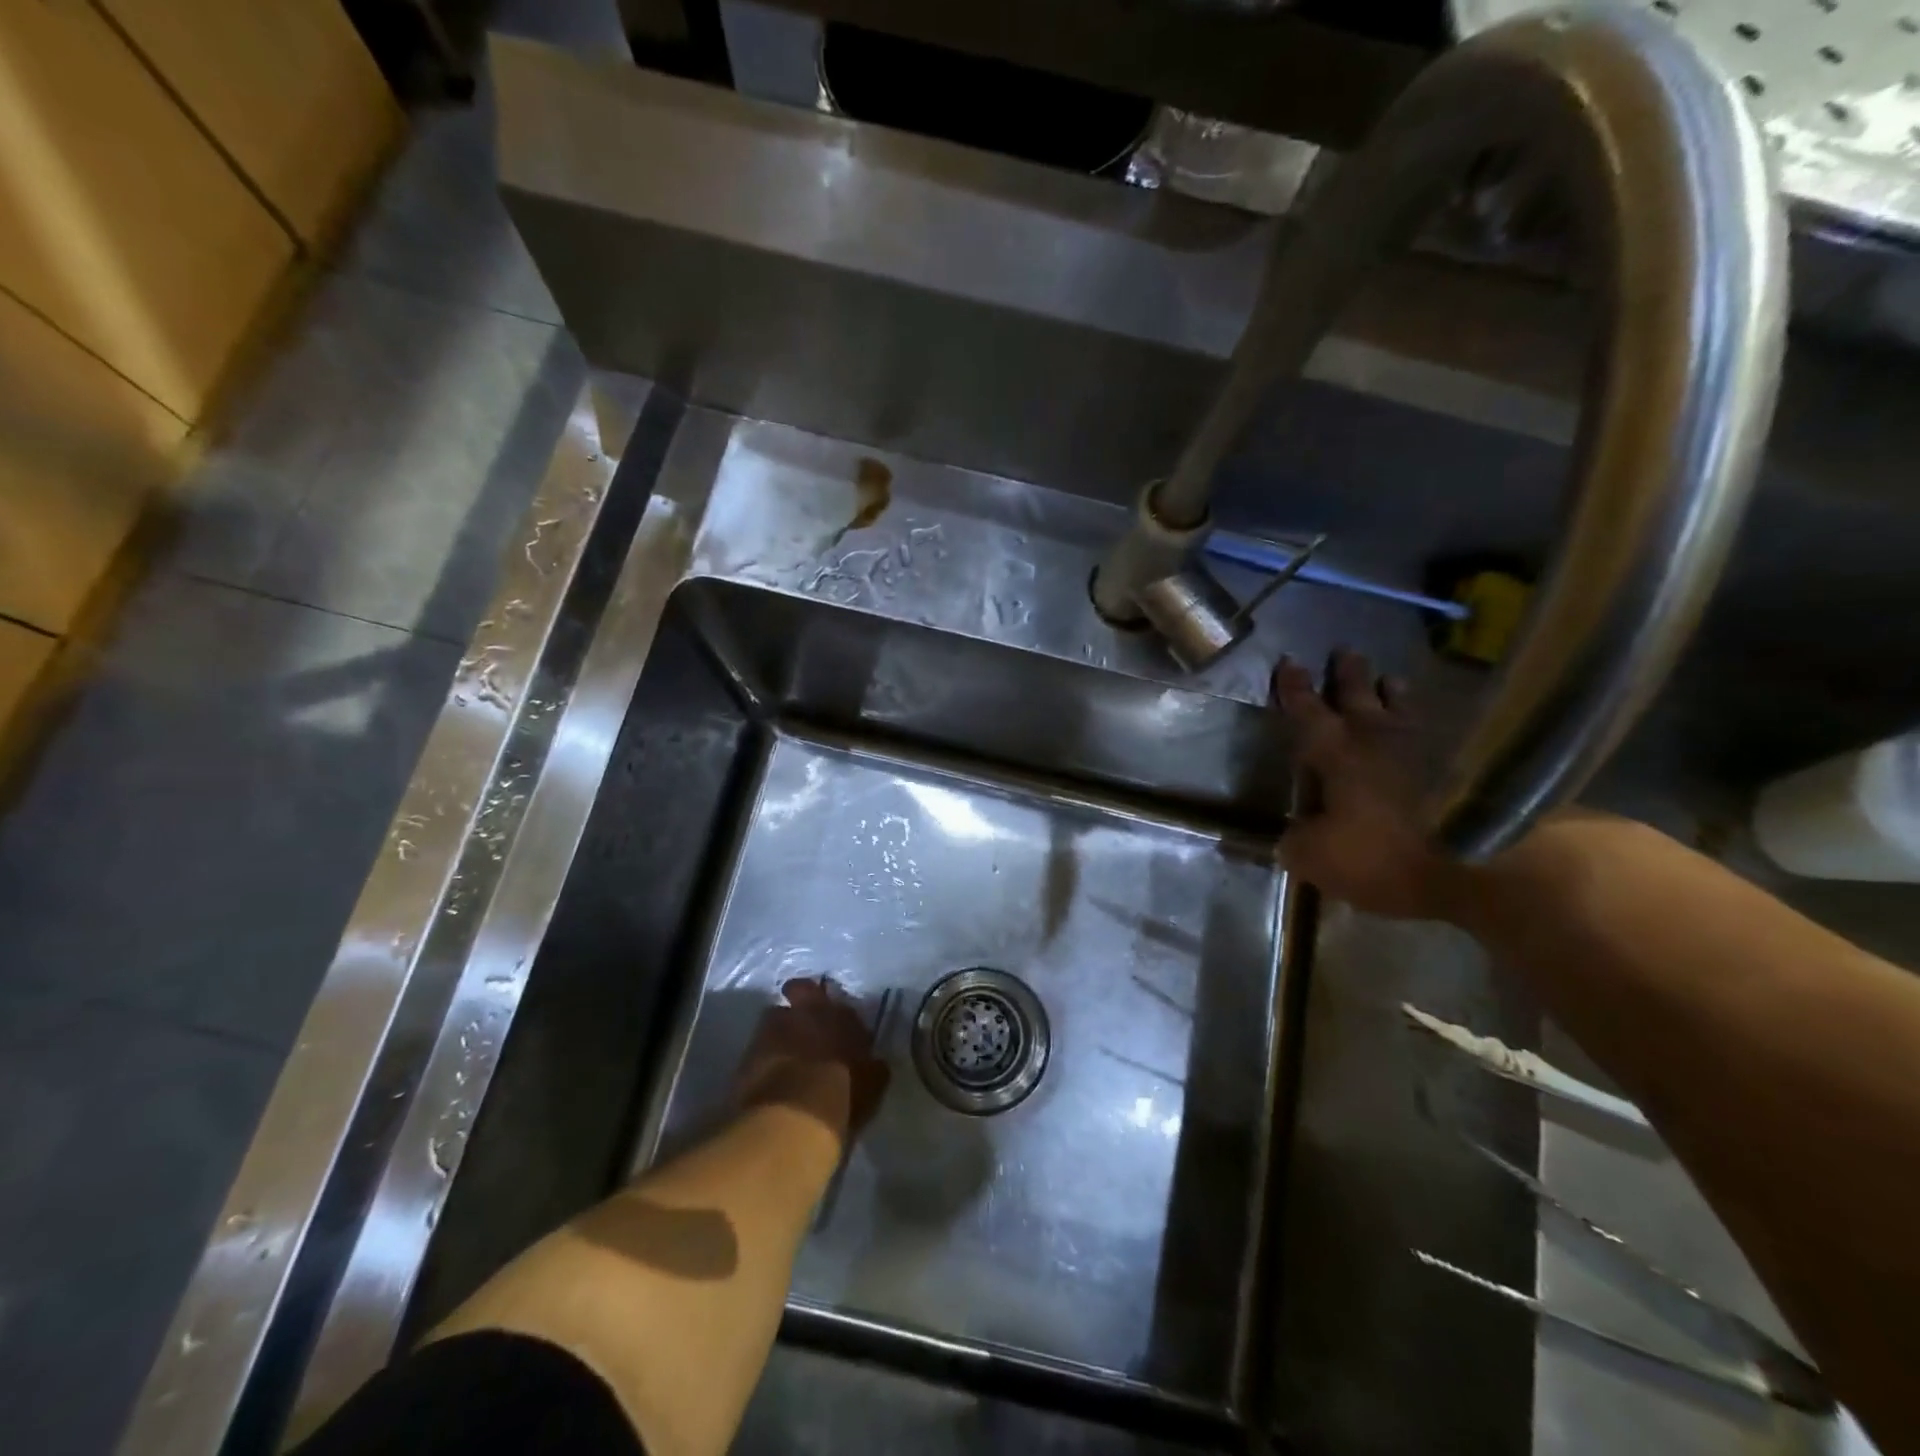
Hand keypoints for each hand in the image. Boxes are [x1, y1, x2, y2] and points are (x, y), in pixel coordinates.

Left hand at [735, 978, 890, 1141]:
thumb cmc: (842, 1098)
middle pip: (801, 990)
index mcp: (842, 1017)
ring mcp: (773, 1028)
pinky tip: (768, 1074)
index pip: (841, 1005)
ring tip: (783, 1052)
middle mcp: (807, 1012)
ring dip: (780, 1029)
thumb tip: (873, 1063)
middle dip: (801, 1000)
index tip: (837, 1029)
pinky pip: (758, 1045)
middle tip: (804, 1023)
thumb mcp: (871, 1086)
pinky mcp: (747, 1051)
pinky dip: (763, 1055)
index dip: (837, 1016)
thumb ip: (872, 1068)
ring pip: (776, 1016)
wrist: (792, 1119)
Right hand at [1271, 651, 1460, 919]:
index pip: (1307, 711)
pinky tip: (1433, 730)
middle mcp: (1378, 740)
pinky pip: (1440, 736)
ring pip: (1404, 710)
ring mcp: (1427, 750)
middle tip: (1345, 651)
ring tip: (1392, 679)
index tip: (1289, 661)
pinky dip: (1430, 728)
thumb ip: (1296, 841)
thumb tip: (1289, 836)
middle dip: (1348, 675)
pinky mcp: (1466, 770)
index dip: (1294, 688)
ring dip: (1394, 694)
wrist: (1480, 865)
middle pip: (1360, 696)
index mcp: (1336, 753)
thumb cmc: (1383, 855)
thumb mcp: (1316, 858)